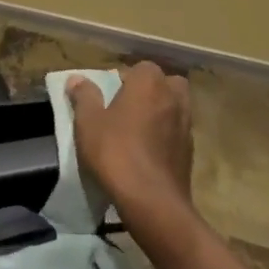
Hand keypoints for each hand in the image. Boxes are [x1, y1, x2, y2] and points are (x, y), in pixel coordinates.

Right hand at [67, 62, 196, 222]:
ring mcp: (186, 126)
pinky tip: (147, 150)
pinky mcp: (190, 152)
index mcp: (149, 84)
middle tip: (128, 105)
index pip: (142, 67)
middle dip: (151, 89)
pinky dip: (166, 135)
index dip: (126, 77)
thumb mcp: (88, 122)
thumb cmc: (116, 152)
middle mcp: (174, 99)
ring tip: (138, 129)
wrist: (152, 201)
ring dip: (161, 112)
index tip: (110, 93)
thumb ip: (84, 96)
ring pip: (175, 107)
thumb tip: (77, 79)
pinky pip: (177, 132)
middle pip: (167, 84)